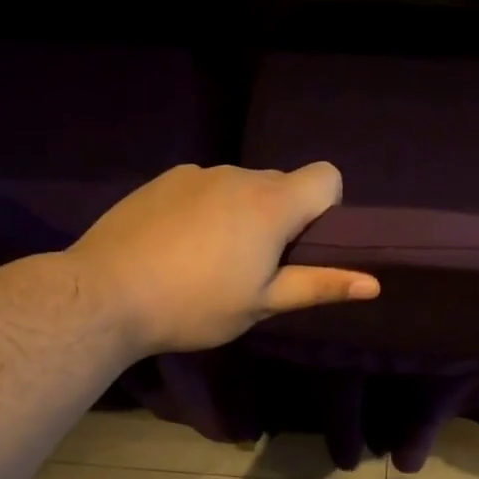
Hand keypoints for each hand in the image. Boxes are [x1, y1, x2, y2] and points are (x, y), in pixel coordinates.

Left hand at [67, 163, 377, 354]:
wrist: (104, 295)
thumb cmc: (194, 305)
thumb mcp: (262, 303)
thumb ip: (319, 286)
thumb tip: (374, 284)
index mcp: (271, 204)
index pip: (327, 176)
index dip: (326, 207)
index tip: (302, 246)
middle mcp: (238, 175)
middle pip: (283, 184)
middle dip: (283, 216)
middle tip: (255, 265)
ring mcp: (197, 173)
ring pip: (241, 186)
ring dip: (243, 213)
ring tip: (211, 259)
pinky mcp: (163, 179)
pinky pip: (205, 187)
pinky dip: (207, 208)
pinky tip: (178, 245)